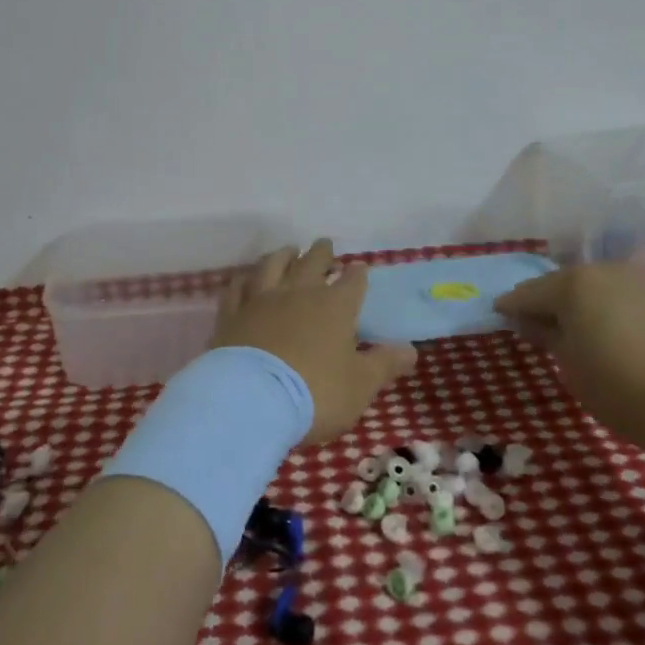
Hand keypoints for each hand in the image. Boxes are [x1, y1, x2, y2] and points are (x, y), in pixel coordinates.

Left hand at [212, 241, 416, 443]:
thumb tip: (412, 350)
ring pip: (273, 265)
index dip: (357, 274)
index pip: (351, 282)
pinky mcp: (232, 313)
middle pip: (312, 263)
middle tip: (325, 244)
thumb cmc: (315, 393)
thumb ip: (384, 364)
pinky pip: (238, 286)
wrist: (252, 399)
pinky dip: (245, 278)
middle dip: (321, 253)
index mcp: (335, 307)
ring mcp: (261, 299)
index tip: (359, 268)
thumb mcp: (360, 385)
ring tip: (288, 250)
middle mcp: (299, 293)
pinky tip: (246, 277)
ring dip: (283, 255)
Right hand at [494, 258, 644, 459]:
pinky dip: (619, 309)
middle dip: (551, 301)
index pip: (530, 292)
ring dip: (588, 303)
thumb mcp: (571, 367)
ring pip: (603, 287)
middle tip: (540, 323)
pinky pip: (632, 297)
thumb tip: (530, 321)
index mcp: (573, 284)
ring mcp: (644, 280)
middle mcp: (607, 270)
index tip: (500, 314)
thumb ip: (547, 336)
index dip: (512, 306)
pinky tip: (621, 332)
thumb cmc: (622, 389)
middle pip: (567, 283)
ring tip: (583, 329)